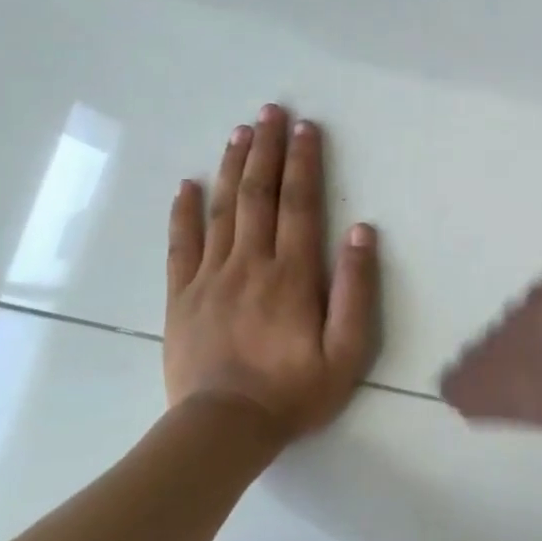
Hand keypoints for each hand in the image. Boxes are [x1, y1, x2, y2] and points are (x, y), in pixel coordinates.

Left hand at [164, 105, 379, 444]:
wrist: (223, 429)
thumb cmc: (295, 391)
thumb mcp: (347, 349)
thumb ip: (355, 289)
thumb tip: (360, 231)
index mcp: (293, 274)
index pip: (299, 204)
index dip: (303, 163)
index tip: (306, 128)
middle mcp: (251, 264)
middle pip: (259, 195)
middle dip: (266, 149)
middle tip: (271, 111)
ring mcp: (211, 278)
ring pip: (222, 210)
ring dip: (233, 167)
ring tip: (240, 132)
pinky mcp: (182, 297)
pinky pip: (181, 245)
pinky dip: (183, 212)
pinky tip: (187, 185)